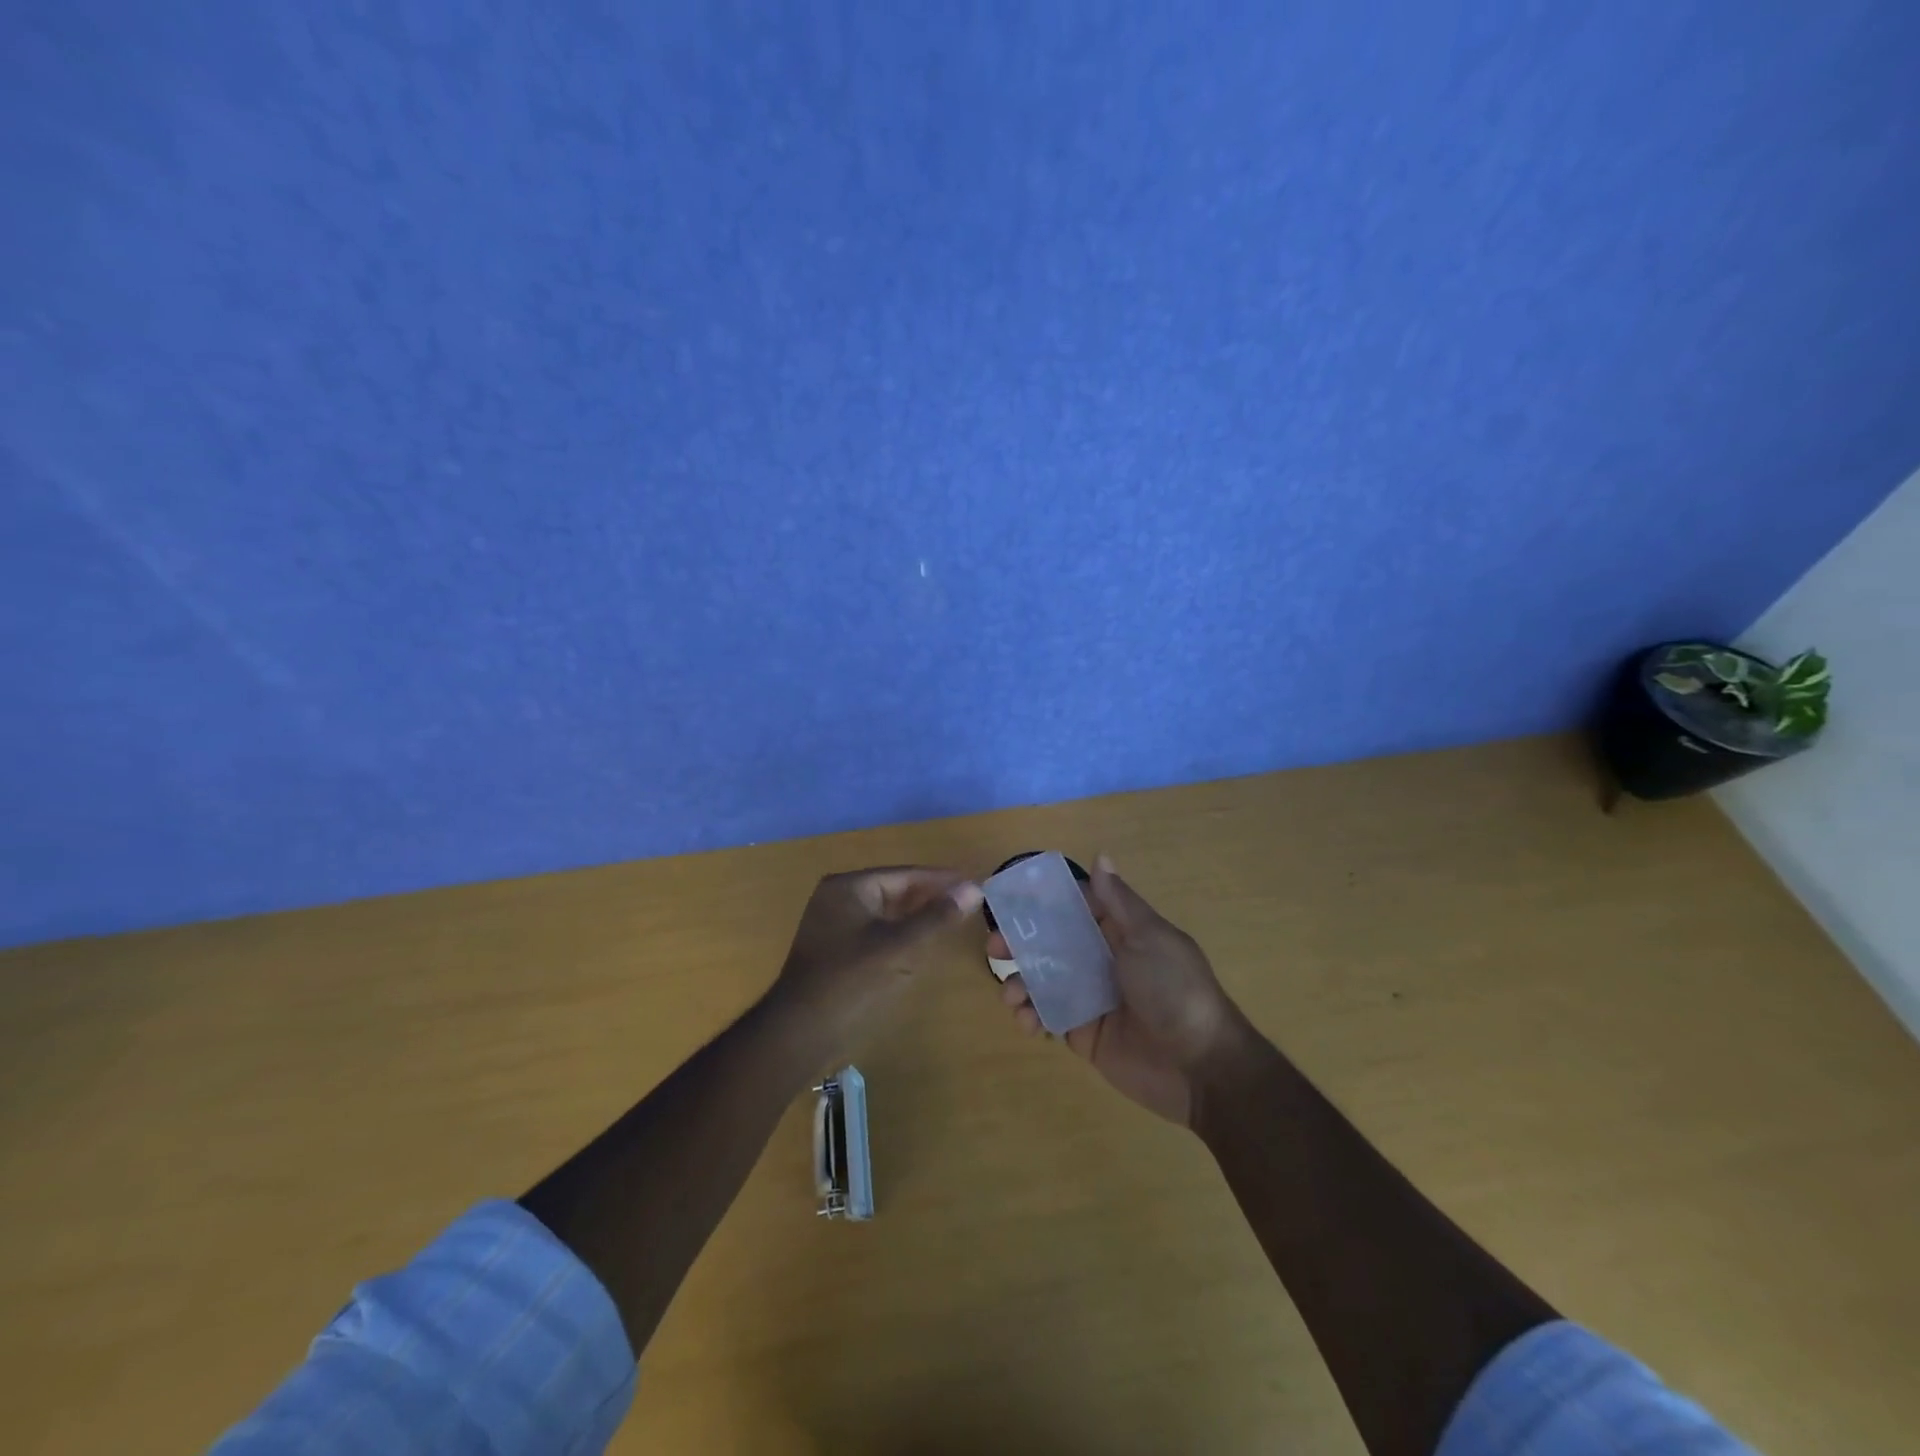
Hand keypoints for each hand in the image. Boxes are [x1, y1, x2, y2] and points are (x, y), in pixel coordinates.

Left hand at [768, 865, 983, 1060]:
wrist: (799, 1033)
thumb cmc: (850, 982)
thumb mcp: (899, 947)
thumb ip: (936, 917)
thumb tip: (973, 889)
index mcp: (849, 887)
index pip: (905, 874)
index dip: (942, 880)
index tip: (976, 884)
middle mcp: (839, 898)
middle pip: (896, 890)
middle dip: (931, 897)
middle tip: (970, 903)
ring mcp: (835, 925)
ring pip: (887, 913)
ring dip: (918, 916)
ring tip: (955, 920)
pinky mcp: (836, 950)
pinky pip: (877, 932)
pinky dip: (902, 934)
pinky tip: (924, 943)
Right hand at [994, 855, 1246, 1125]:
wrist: (1200, 1066)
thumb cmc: (1174, 989)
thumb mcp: (1150, 938)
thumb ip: (1119, 902)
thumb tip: (1101, 857)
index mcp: (1119, 933)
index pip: (1073, 908)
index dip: (1042, 903)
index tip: (1008, 899)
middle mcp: (1101, 960)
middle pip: (1050, 943)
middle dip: (1020, 943)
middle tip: (995, 948)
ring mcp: (1090, 997)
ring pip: (1043, 979)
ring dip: (1020, 982)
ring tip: (1011, 994)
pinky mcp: (1083, 1032)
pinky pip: (1048, 1016)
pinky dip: (1030, 1015)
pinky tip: (1026, 1020)